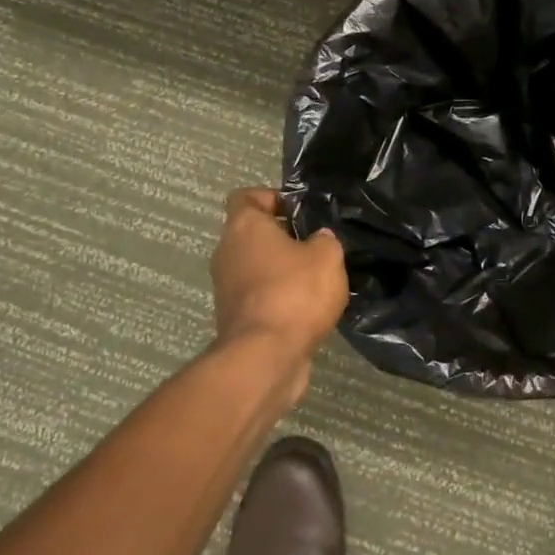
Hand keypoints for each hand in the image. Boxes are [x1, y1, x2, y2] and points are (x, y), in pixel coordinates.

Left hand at [212, 188, 348, 369]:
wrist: (266, 357)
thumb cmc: (295, 293)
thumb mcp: (327, 257)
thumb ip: (325, 241)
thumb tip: (319, 240)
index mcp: (244, 227)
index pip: (246, 197)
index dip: (271, 197)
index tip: (298, 210)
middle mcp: (227, 253)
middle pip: (251, 234)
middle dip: (282, 237)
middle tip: (315, 244)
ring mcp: (226, 288)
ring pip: (255, 267)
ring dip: (280, 270)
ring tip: (316, 278)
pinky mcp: (235, 319)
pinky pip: (259, 296)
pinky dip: (278, 298)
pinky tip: (307, 308)